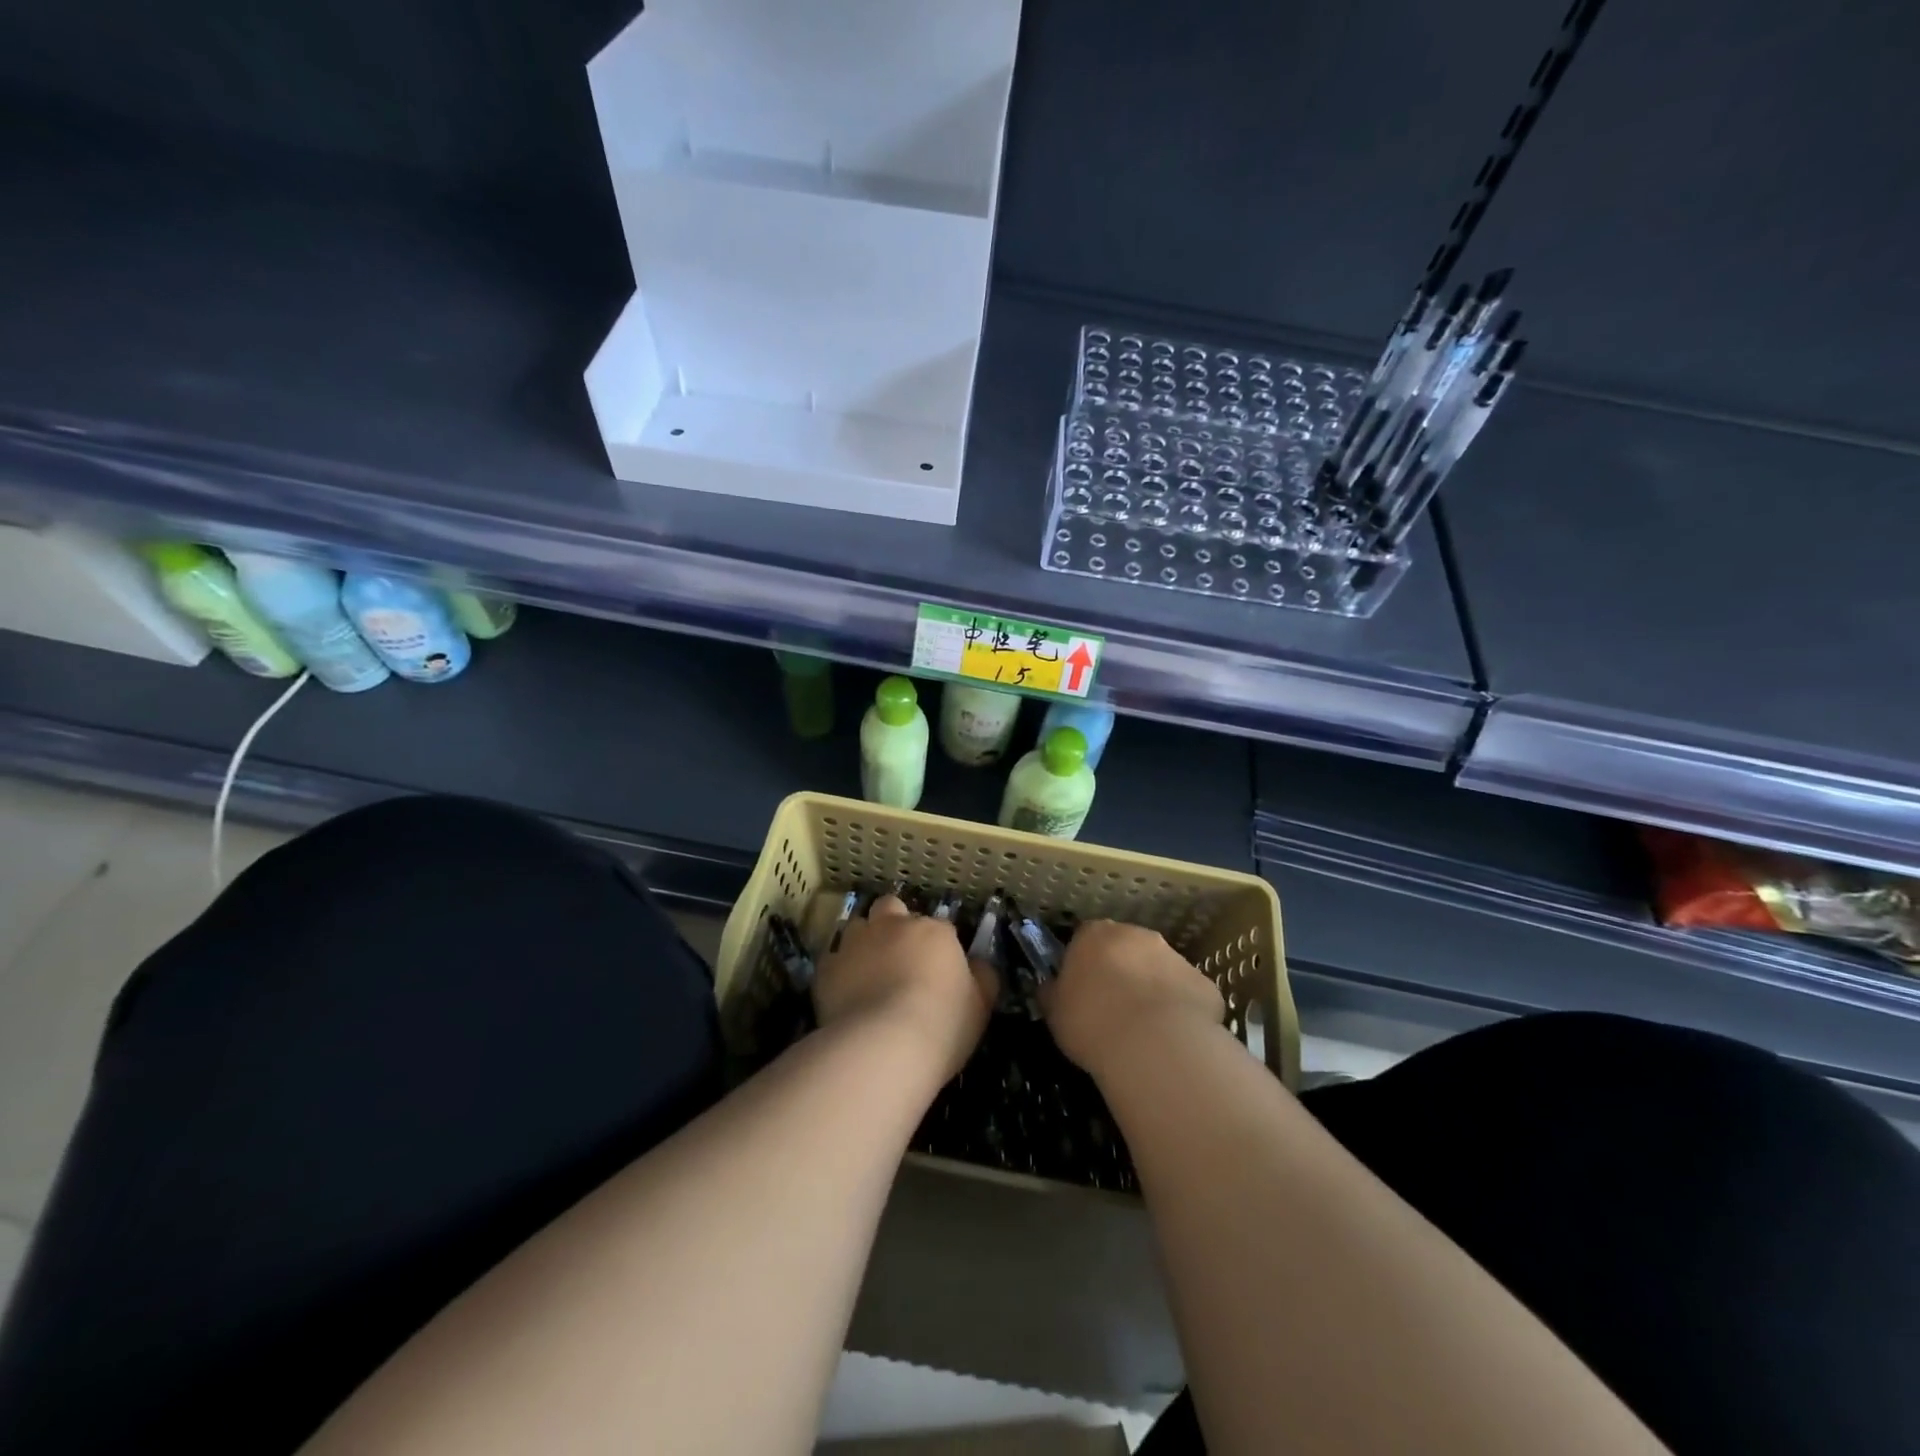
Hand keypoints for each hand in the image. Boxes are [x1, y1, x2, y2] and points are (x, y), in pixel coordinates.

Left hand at [813, 897, 997, 1083]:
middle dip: (894, 922)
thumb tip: (978, 965)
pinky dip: (839, 971)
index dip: (939, 945)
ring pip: (858, 927)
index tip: (940, 969)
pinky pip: (832, 960)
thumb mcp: (980, 1005)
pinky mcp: (826, 968)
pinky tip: (846, 993)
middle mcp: (893, 926)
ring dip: (864, 942)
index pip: (940, 927)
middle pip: (891, 907)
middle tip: (899, 955)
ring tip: (869, 972)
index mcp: (933, 931)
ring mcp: (856, 943)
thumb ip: (982, 977)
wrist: (883, 1046)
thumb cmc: (942, 1024)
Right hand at [1040, 920, 1224, 1078]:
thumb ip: (1053, 993)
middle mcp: (1137, 935)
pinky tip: (1172, 1039)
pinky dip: (1180, 1010)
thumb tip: (1051, 988)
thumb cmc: (1091, 1022)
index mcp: (1095, 934)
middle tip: (1113, 1007)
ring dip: (1152, 988)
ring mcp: (1174, 956)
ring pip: (1159, 969)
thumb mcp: (1054, 1012)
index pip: (1085, 938)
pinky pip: (1186, 994)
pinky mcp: (1203, 983)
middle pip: (1125, 947)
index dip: (1084, 963)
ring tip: (1144, 1029)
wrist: (1153, 1045)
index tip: (1081, 989)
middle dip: (1121, 970)